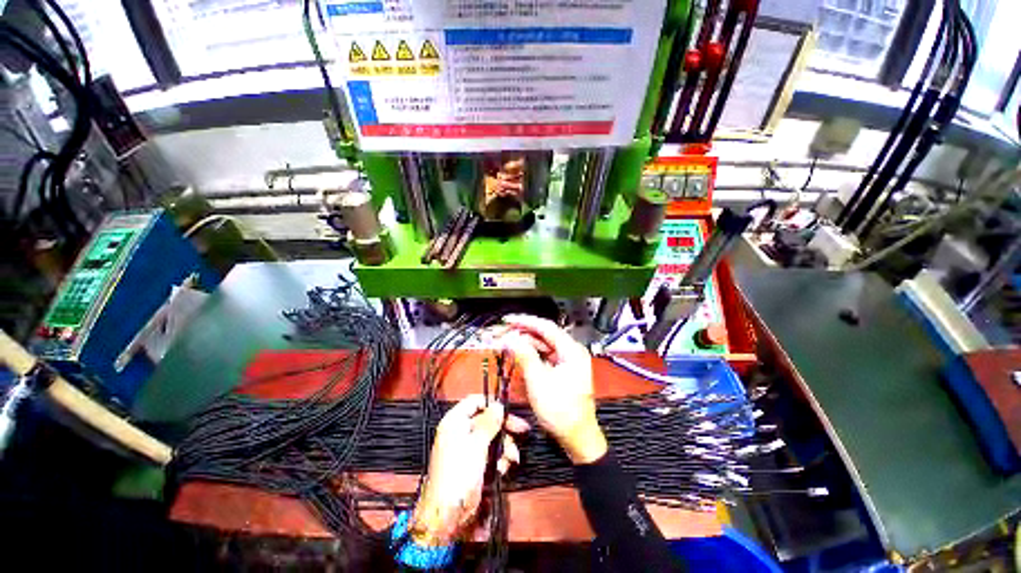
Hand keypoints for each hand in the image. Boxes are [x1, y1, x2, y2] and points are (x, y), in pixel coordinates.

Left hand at [411, 395, 528, 546]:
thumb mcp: (477, 443)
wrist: (447, 513)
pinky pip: (491, 452)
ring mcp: (468, 447)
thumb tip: (499, 405)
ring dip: (505, 446)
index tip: (507, 410)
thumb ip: (489, 422)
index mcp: (455, 421)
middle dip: (504, 427)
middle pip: (487, 419)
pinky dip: (499, 459)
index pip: (475, 401)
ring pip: (492, 437)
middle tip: (522, 430)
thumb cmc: (459, 472)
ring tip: (511, 459)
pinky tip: (502, 469)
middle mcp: (461, 430)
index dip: (491, 403)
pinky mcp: (474, 462)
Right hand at [498, 315, 607, 464]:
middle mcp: (571, 352)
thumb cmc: (561, 412)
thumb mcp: (539, 381)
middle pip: (544, 335)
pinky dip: (531, 356)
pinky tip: (519, 356)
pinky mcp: (562, 371)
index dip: (525, 321)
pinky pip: (544, 357)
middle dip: (523, 334)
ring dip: (525, 345)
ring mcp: (567, 361)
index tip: (508, 320)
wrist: (577, 438)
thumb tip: (509, 339)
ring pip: (543, 346)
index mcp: (571, 351)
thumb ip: (524, 356)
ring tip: (507, 344)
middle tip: (504, 333)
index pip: (546, 327)